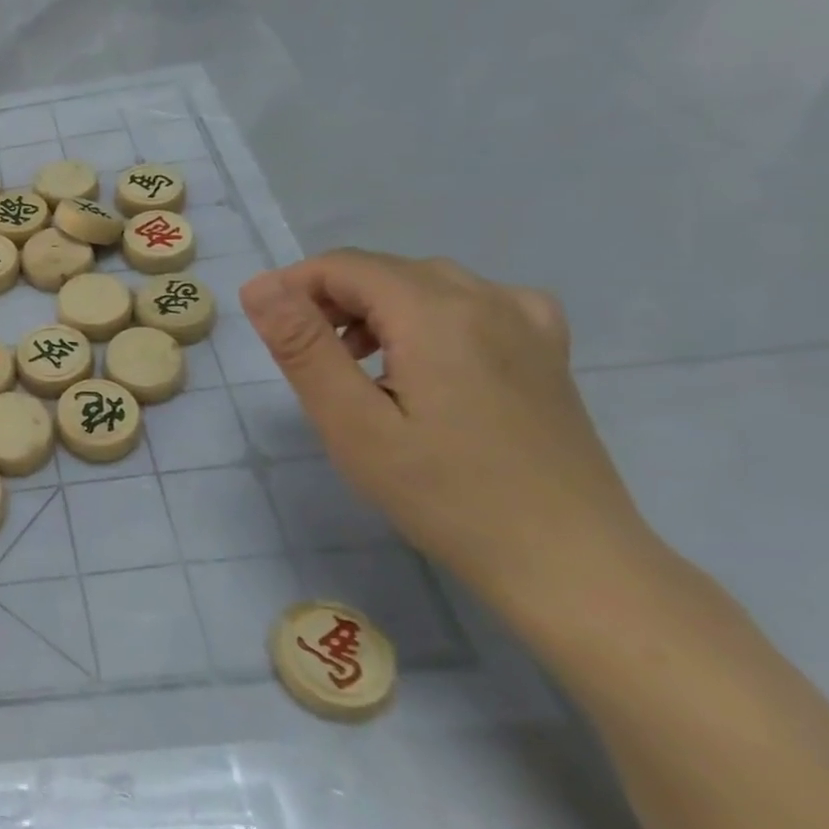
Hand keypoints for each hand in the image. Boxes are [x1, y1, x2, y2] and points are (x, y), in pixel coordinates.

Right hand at [240, 250, 650, 602]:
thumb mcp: (352, 423)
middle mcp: (486, 298)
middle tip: (307, 360)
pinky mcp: (546, 350)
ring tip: (355, 364)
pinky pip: (474, 301)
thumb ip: (303, 346)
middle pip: (384, 270)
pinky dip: (429, 314)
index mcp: (436, 312)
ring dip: (376, 307)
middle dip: (331, 300)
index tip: (272, 336)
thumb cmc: (445, 495)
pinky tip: (427, 356)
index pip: (342, 266)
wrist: (569, 562)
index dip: (293, 287)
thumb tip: (259, 285)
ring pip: (426, 283)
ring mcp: (527, 322)